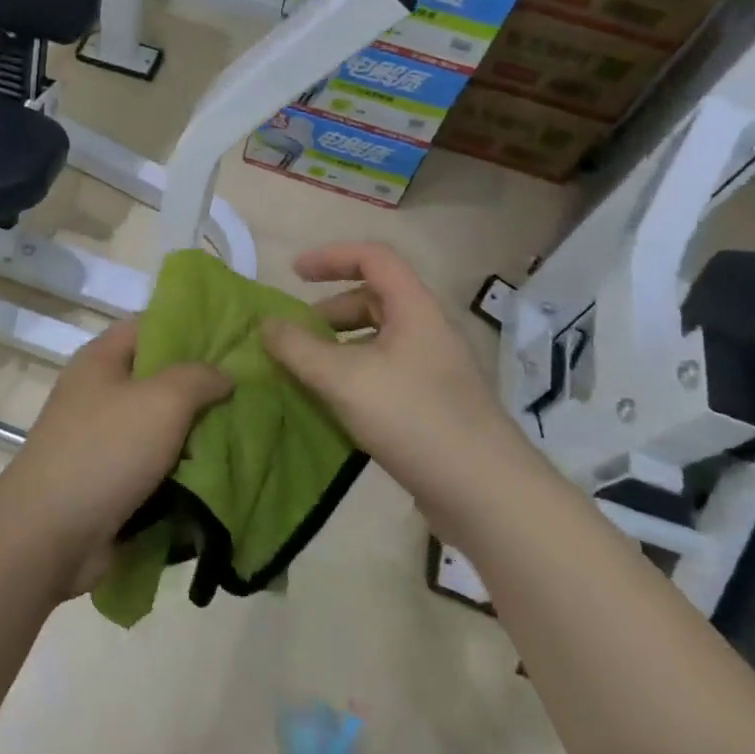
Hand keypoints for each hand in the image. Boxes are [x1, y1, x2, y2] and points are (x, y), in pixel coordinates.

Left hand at [0, 319, 230, 594]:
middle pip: (158, 376)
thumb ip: (198, 378)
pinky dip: (182, 468)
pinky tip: (221, 471)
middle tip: (250, 389)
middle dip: (201, 384)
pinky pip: (154, 463)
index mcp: (101, 358)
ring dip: (196, 431)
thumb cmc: (106, 451)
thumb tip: (223, 374)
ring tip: (246, 430)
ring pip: (160, 423)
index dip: (191, 326)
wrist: (51, 535)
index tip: (234, 338)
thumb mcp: (162, 401)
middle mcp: (99, 390)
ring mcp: (102, 437)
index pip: (151, 324)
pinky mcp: (109, 479)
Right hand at [260, 242, 538, 519]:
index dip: (331, 256)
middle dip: (330, 310)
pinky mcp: (433, 406)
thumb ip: (299, 349)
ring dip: (339, 346)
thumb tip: (265, 324)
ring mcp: (433, 370)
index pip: (373, 258)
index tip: (294, 274)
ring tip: (308, 373)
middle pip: (374, 299)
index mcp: (415, 309)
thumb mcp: (345, 379)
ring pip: (378, 339)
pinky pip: (385, 373)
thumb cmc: (415, 420)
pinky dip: (354, 376)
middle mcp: (427, 331)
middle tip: (297, 335)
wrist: (488, 497)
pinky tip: (335, 406)